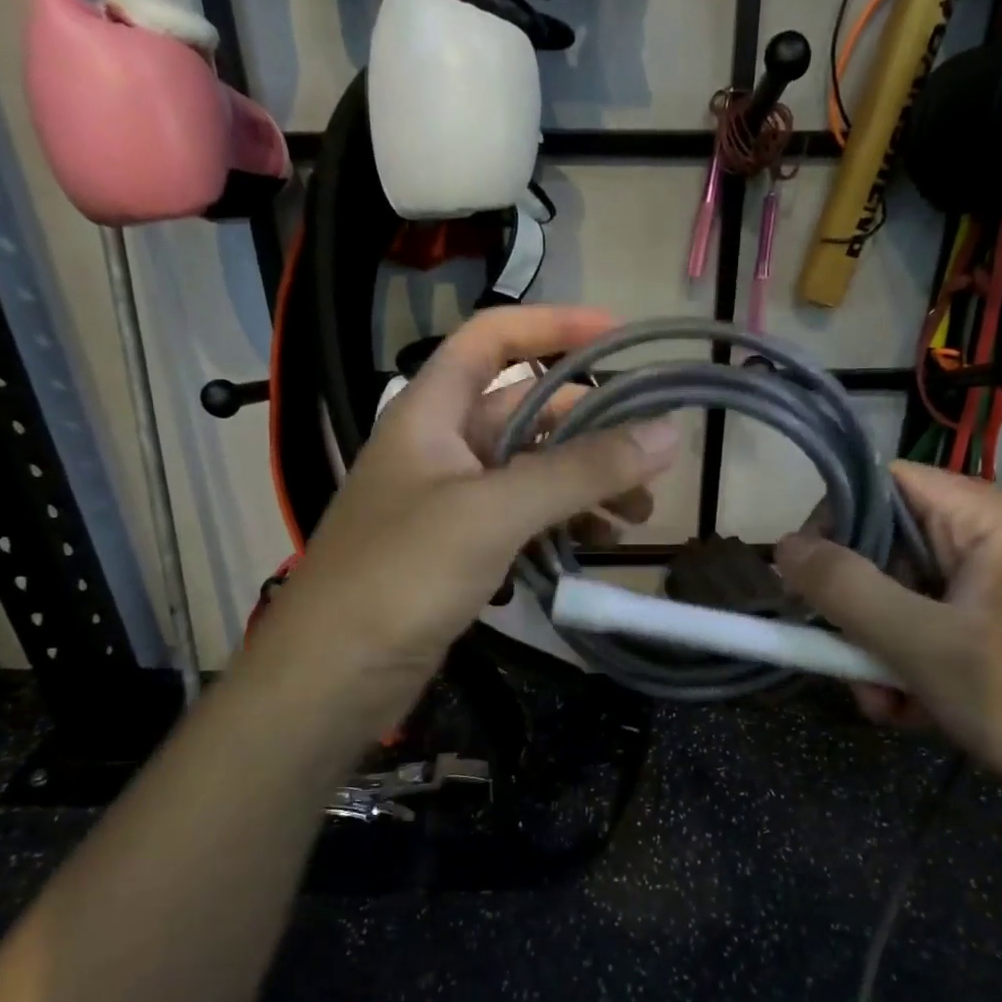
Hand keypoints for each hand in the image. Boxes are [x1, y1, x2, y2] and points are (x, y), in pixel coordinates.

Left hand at [244, 306, 679, 741]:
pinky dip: (560, 524)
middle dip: (589, 427)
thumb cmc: (402, 575)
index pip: (493, 339)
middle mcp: (440, 446)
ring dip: (583, 483)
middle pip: (525, 411)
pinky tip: (595, 546)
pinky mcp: (458, 550)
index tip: (620, 335)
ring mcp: (448, 501)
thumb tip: (667, 434)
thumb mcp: (495, 512)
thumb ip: (580, 471)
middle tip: (650, 458)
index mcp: (430, 412)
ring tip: (635, 516)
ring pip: (530, 471)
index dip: (553, 326)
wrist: (333, 676)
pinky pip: (521, 519)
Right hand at [774, 462, 1001, 827]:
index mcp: (990, 517)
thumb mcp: (927, 647)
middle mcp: (1001, 538)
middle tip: (846, 666)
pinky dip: (920, 666)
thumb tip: (782, 545)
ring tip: (889, 707)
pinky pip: (944, 628)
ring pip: (913, 597)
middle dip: (860, 610)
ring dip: (884, 649)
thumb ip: (847, 590)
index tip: (804, 583)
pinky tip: (920, 713)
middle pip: (894, 547)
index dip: (834, 522)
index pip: (885, 482)